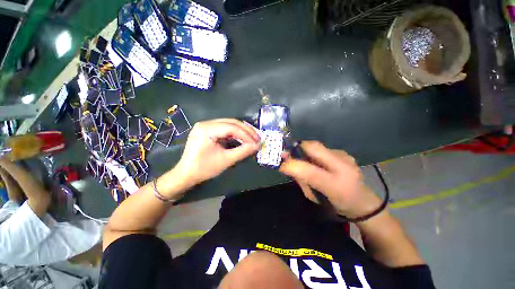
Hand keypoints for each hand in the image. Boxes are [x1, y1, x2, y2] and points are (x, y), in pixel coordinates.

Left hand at [173, 119, 260, 187]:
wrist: (186, 175)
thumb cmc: (203, 168)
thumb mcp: (225, 160)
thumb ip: (242, 151)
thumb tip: (257, 146)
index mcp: (207, 129)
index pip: (232, 127)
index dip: (246, 135)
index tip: (257, 142)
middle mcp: (206, 123)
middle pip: (231, 122)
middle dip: (246, 131)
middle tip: (257, 138)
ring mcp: (206, 126)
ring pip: (229, 124)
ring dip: (242, 131)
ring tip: (252, 138)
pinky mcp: (207, 131)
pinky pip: (225, 129)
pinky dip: (235, 133)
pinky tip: (242, 138)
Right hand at [280, 141, 381, 218]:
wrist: (362, 202)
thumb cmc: (334, 204)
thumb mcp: (313, 197)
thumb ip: (300, 179)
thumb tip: (286, 164)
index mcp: (336, 185)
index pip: (310, 172)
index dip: (292, 165)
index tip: (281, 163)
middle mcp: (344, 166)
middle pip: (314, 147)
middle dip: (298, 148)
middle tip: (289, 154)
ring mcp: (346, 157)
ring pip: (317, 146)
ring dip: (305, 151)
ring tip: (303, 159)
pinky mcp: (345, 153)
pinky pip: (323, 149)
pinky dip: (314, 153)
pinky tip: (317, 161)